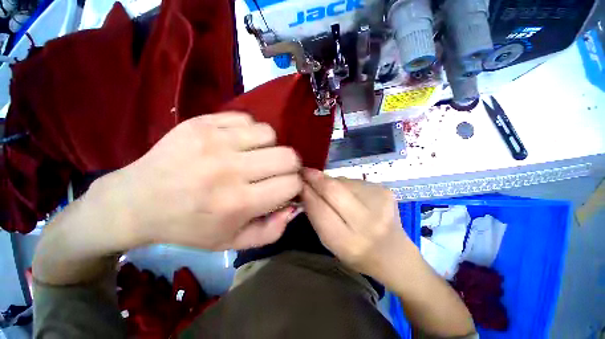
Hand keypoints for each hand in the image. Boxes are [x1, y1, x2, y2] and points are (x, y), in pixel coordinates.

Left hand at [100, 112, 301, 249]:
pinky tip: (237, 143)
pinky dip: (249, 131)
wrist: (137, 201)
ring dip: (269, 146)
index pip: (292, 184)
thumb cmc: (189, 226)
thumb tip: (293, 207)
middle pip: (288, 156)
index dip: (294, 185)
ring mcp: (215, 141)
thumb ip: (271, 231)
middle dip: (289, 165)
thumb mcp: (232, 242)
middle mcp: (229, 170)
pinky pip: (246, 119)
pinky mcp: (202, 123)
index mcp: (238, 203)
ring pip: (269, 133)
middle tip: (275, 170)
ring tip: (255, 155)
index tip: (284, 187)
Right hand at [301, 168, 415, 283]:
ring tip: (329, 189)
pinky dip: (344, 184)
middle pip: (334, 190)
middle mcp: (367, 222)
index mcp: (349, 242)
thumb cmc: (357, 253)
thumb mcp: (331, 243)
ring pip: (343, 181)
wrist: (394, 253)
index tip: (297, 182)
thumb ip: (317, 215)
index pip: (320, 210)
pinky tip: (348, 193)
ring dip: (330, 182)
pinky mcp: (385, 190)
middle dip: (316, 178)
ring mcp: (380, 202)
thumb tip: (305, 188)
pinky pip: (354, 181)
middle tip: (305, 172)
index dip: (307, 193)